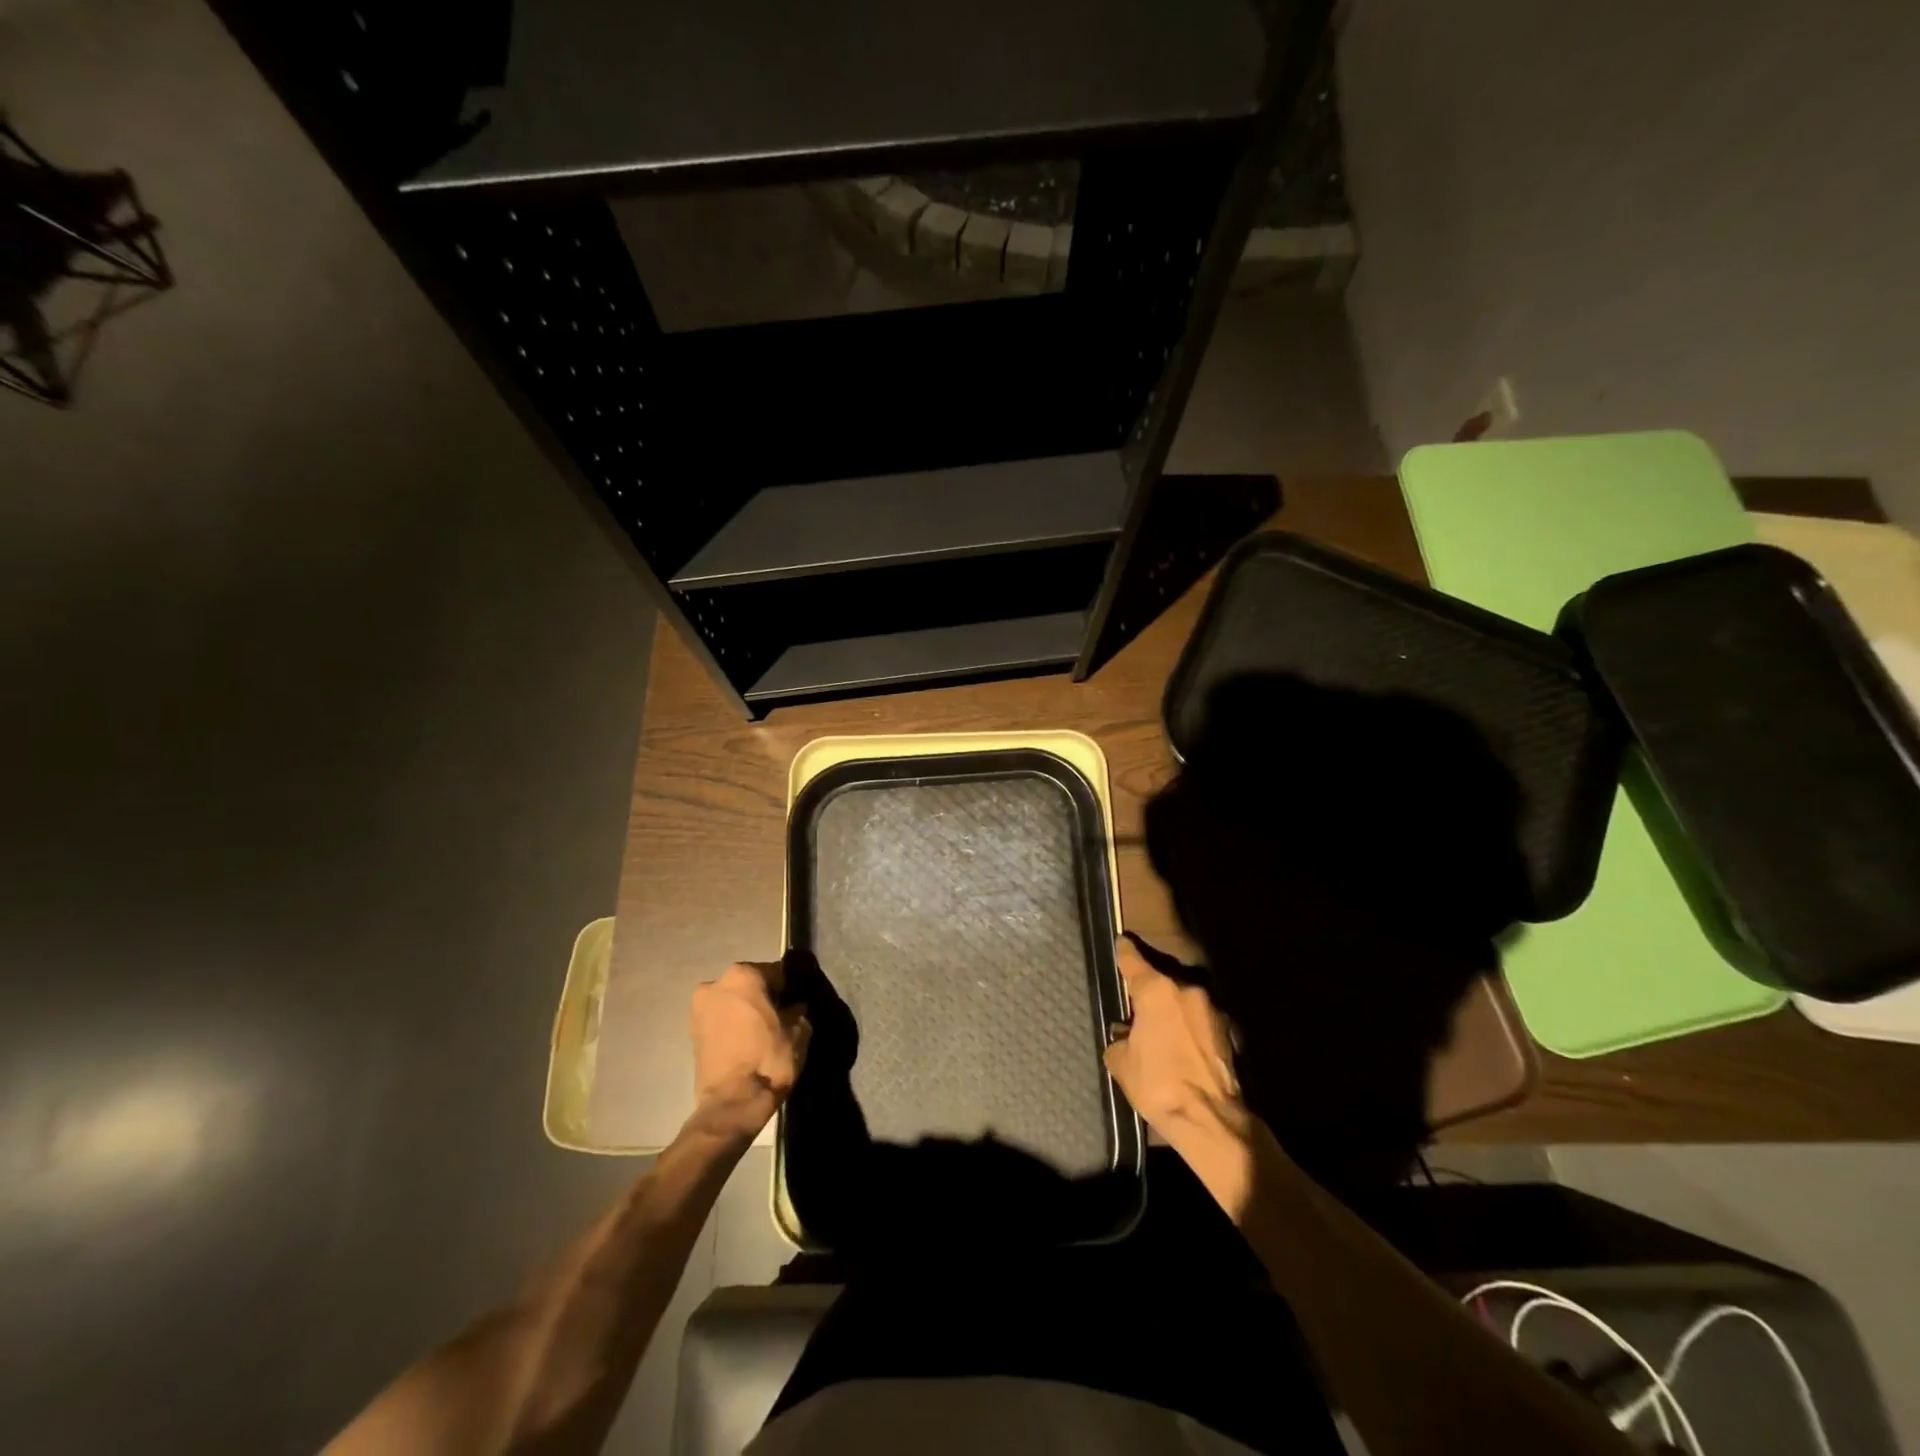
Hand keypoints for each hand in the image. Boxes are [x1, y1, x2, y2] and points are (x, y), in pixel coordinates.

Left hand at [689, 961, 809, 1140]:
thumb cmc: (768, 1058)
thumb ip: (797, 1010)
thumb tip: (795, 1007)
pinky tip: (746, 1041)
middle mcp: (716, 983)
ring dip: (745, 1010)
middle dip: (763, 996)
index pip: (775, 972)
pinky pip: (719, 1019)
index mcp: (744, 975)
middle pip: (749, 983)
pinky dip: (731, 1025)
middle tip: (779, 1015)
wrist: (732, 1102)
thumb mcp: (797, 1031)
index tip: (795, 1001)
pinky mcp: (691, 1032)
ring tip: (761, 1031)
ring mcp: (699, 1008)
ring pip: (732, 1001)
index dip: (788, 987)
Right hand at [1104, 936, 1257, 1216]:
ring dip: (1171, 1011)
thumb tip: (1123, 1036)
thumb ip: (1118, 1040)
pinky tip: (1179, 1048)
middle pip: (1161, 980)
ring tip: (1159, 1032)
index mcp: (1157, 990)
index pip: (1133, 960)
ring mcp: (1211, 1009)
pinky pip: (1197, 1020)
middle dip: (1148, 991)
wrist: (1211, 1119)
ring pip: (1182, 1000)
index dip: (1124, 951)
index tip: (1121, 942)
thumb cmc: (1159, 1084)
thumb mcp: (1121, 1063)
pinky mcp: (1228, 1031)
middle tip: (1135, 1006)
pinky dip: (1187, 1028)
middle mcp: (1186, 989)